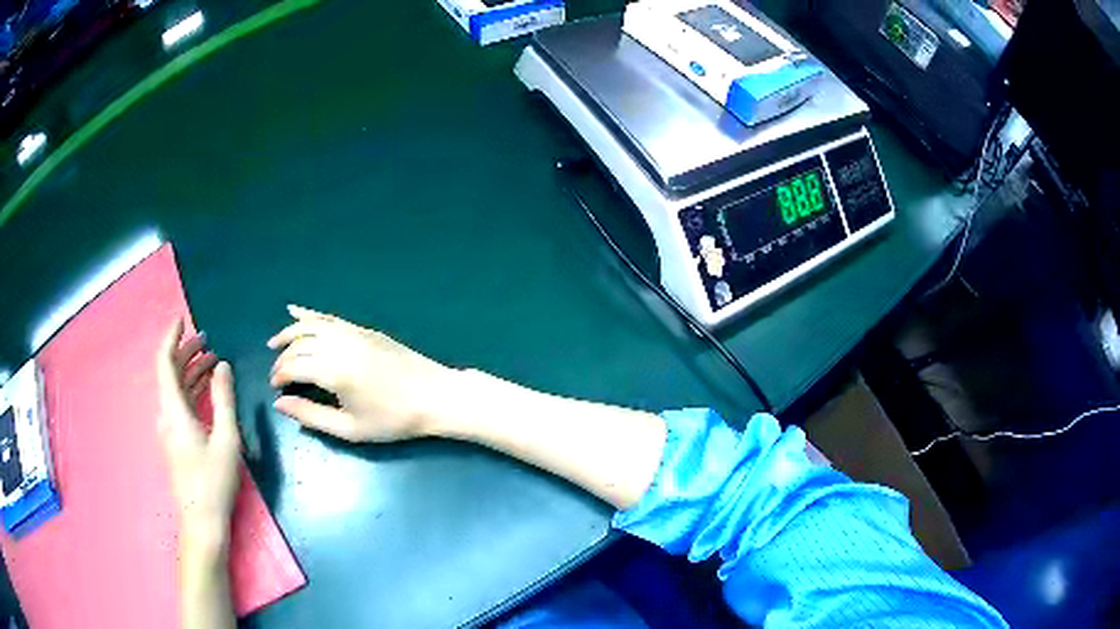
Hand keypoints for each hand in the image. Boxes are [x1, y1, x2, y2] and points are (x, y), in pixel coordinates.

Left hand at [156, 320, 241, 554]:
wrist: (203, 521)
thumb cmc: (214, 481)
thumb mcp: (226, 439)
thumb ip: (223, 399)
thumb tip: (222, 365)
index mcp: (174, 411)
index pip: (165, 363)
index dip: (171, 338)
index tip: (182, 319)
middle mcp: (166, 415)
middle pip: (170, 373)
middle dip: (186, 352)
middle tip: (208, 339)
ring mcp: (169, 429)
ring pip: (176, 389)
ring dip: (191, 371)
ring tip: (213, 362)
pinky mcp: (175, 440)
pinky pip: (180, 404)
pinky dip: (192, 389)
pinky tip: (207, 390)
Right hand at [268, 305, 457, 442]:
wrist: (435, 396)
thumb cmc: (393, 420)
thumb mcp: (350, 429)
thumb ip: (311, 416)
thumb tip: (279, 405)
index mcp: (334, 371)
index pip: (294, 367)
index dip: (280, 376)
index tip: (275, 387)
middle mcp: (339, 345)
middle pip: (300, 345)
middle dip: (283, 358)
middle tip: (277, 374)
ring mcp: (353, 333)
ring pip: (311, 326)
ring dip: (290, 332)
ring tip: (275, 343)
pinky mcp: (364, 329)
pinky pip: (330, 318)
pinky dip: (310, 314)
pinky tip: (294, 311)